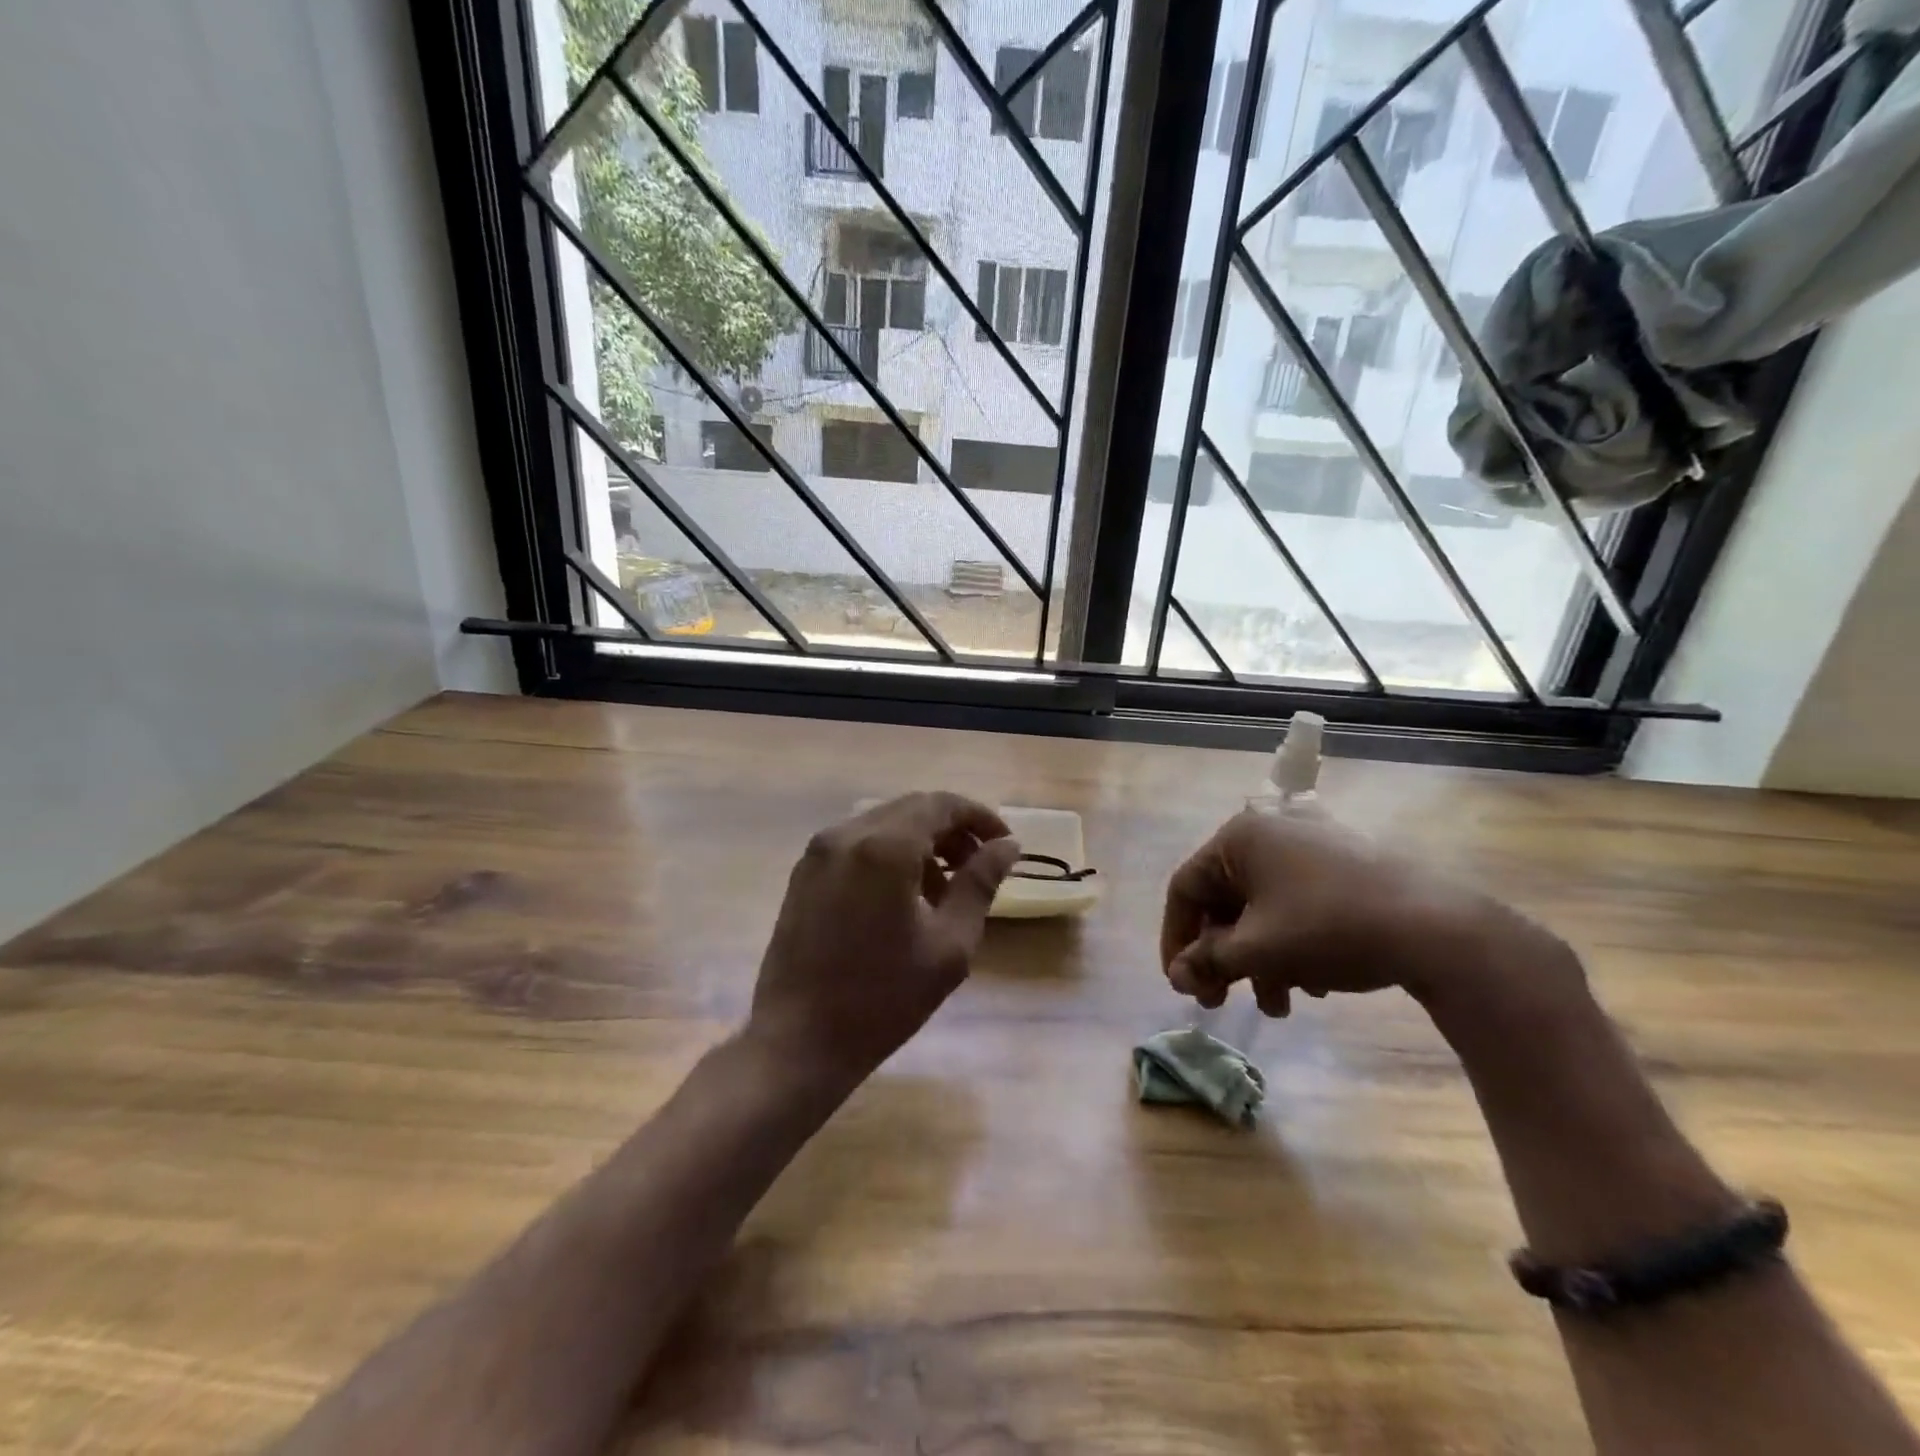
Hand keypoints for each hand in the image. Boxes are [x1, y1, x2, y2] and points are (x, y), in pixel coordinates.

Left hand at [747, 792, 1020, 1088]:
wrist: (798, 1041)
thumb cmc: (883, 998)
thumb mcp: (949, 944)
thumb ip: (980, 884)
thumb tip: (1007, 846)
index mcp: (884, 847)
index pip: (942, 804)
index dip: (980, 817)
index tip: (1005, 845)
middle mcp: (847, 833)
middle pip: (912, 809)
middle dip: (952, 830)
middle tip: (979, 868)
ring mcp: (819, 851)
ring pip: (885, 824)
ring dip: (922, 843)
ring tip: (945, 890)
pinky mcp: (804, 872)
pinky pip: (858, 844)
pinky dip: (889, 855)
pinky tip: (904, 897)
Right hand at [1161, 809, 1566, 1016]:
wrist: (1437, 928)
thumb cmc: (1328, 928)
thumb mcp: (1257, 950)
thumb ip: (1207, 960)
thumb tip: (1177, 976)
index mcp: (1239, 838)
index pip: (1186, 889)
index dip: (1176, 940)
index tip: (1181, 984)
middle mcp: (1269, 831)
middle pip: (1225, 900)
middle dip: (1222, 957)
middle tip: (1219, 1000)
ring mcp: (1310, 845)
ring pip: (1262, 907)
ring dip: (1258, 959)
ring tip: (1278, 1005)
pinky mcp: (1343, 865)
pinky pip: (1295, 903)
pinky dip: (1291, 943)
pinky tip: (1313, 984)